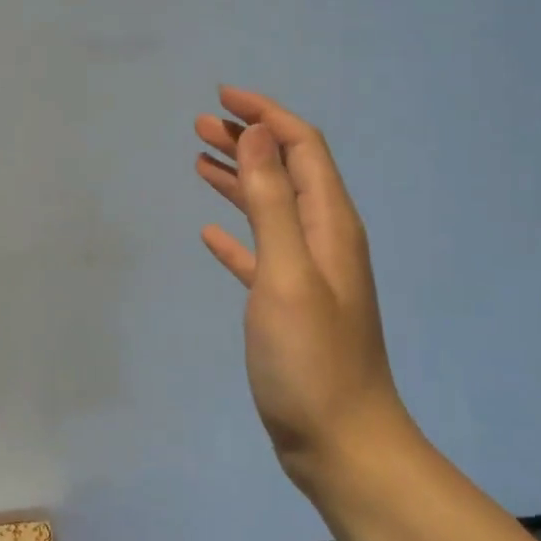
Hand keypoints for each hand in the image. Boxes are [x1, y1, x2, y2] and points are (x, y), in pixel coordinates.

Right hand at [195, 86, 412, 489]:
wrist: (340, 442)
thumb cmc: (311, 358)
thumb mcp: (287, 272)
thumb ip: (273, 202)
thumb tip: (259, 135)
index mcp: (330, 224)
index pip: (301, 147)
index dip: (266, 116)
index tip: (223, 98)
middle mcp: (323, 239)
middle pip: (285, 171)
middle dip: (247, 141)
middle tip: (201, 125)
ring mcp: (307, 273)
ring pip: (270, 208)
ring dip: (239, 179)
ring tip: (200, 161)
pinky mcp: (287, 304)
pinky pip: (260, 251)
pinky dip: (236, 233)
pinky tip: (210, 233)